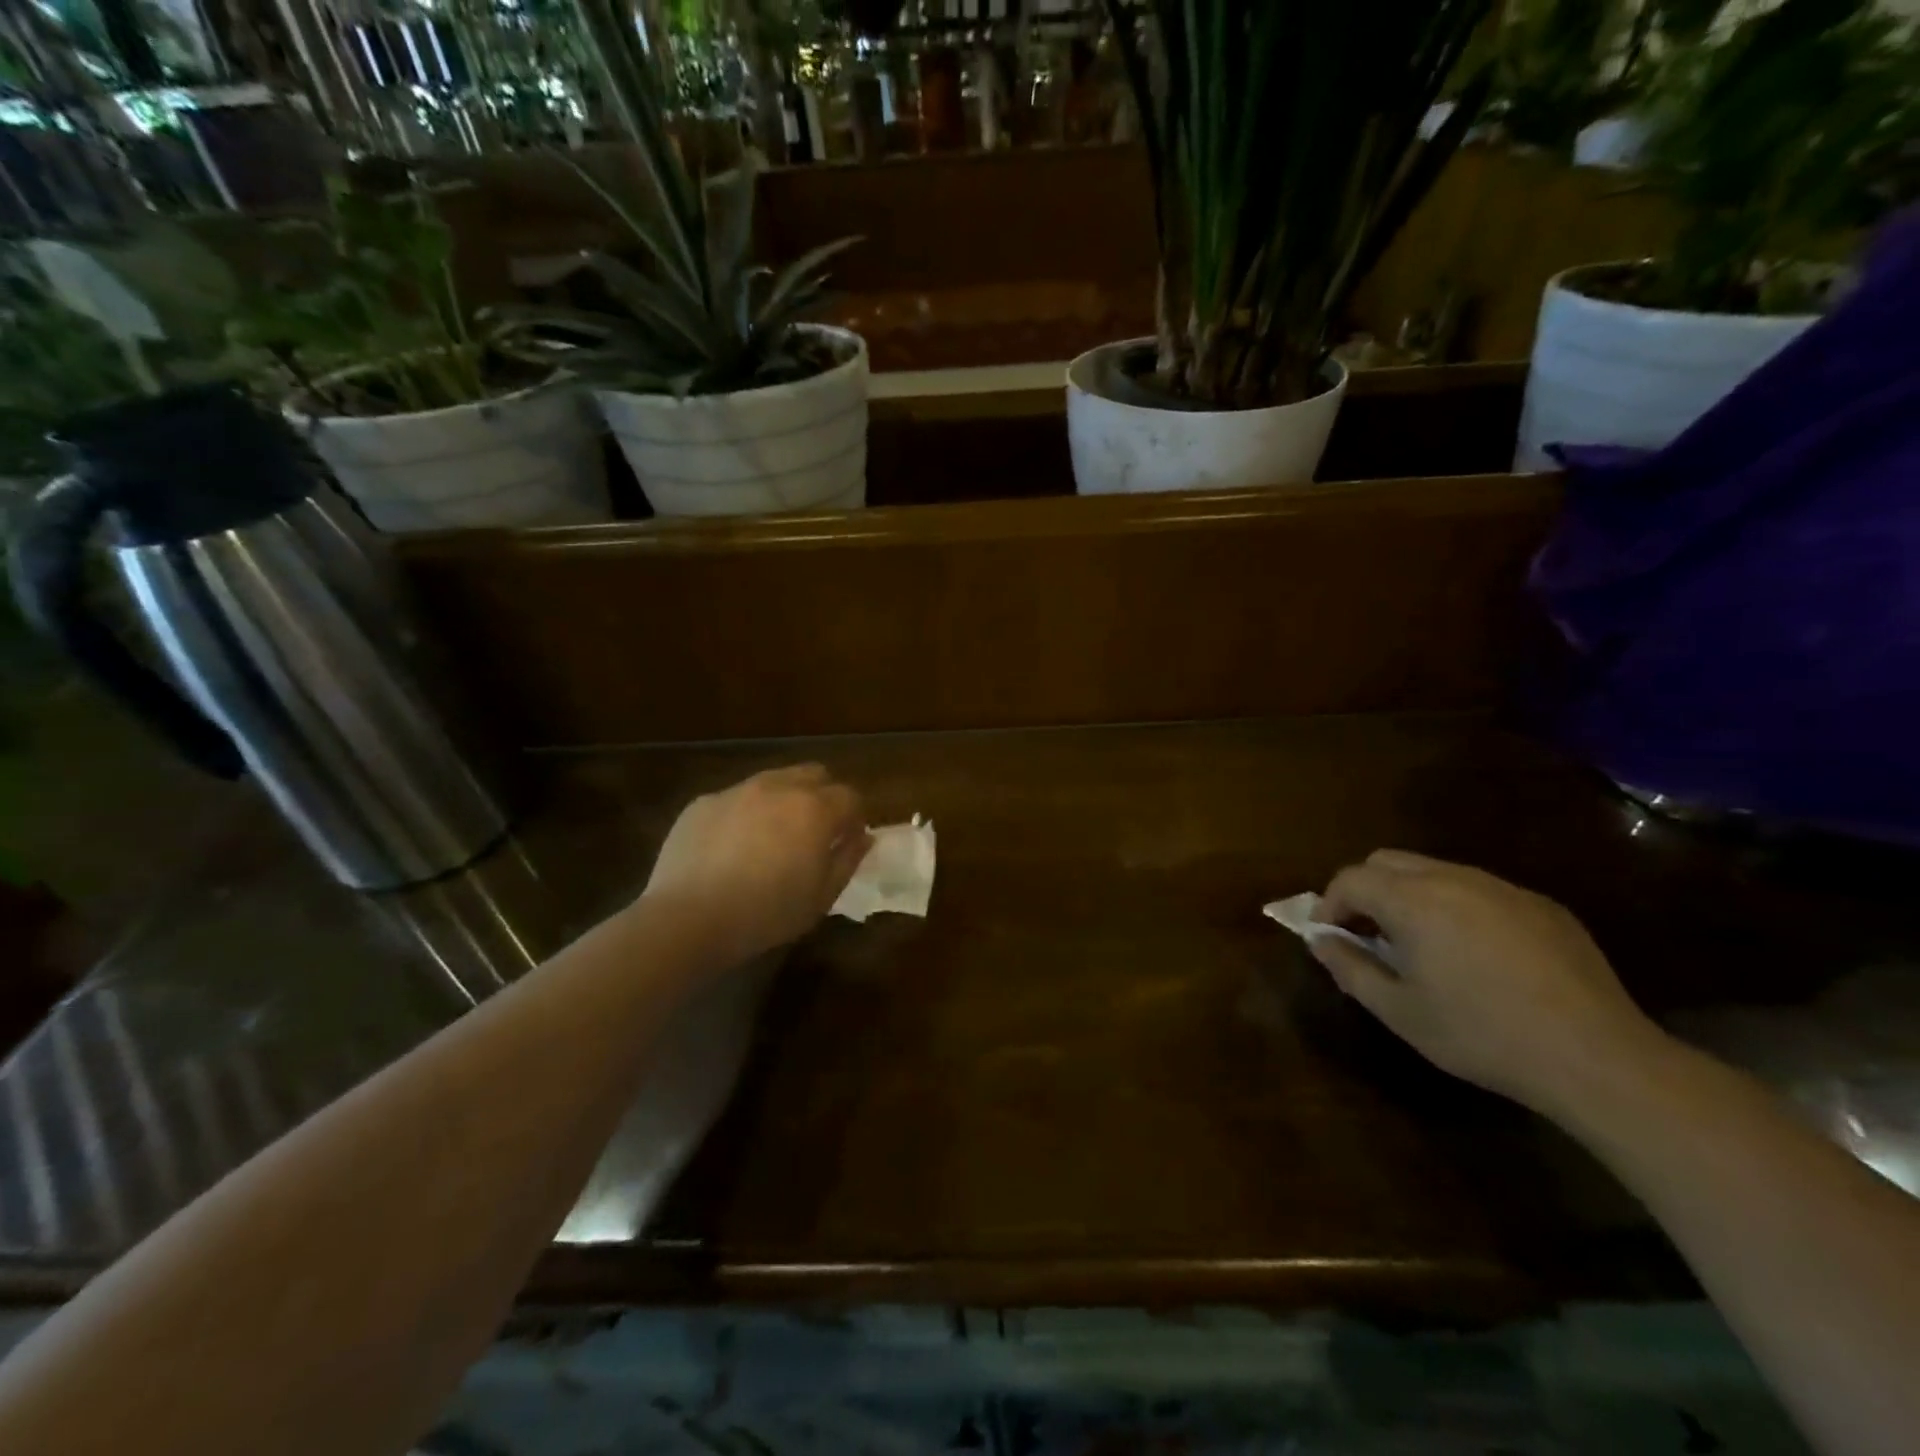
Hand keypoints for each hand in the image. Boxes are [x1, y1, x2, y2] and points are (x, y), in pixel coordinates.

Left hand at [644, 765, 869, 967]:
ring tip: (772, 837)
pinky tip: (732, 848)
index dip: (854, 818)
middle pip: (815, 774)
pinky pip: (736, 798)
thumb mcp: (821, 898)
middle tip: (815, 832)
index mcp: (815, 809)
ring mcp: (737, 790)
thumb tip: (863, 837)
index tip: (847, 841)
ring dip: (784, 799)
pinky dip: (745, 813)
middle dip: (823, 796)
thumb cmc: (766, 914)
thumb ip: (848, 860)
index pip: (850, 796)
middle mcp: (779, 787)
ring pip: (774, 780)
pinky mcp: (704, 802)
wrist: (688, 918)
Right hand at [1310, 850, 1665, 1115]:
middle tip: (1366, 934)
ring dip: (1409, 895)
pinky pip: (1480, 890)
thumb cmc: (1481, 1035)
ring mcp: (1502, 888)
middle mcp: (1453, 878)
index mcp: (1412, 900)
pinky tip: (1476, 954)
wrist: (1597, 1058)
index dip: (1329, 904)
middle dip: (1365, 890)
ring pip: (1434, 871)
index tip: (1329, 935)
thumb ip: (1349, 967)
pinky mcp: (1541, 905)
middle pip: (1387, 862)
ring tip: (1418, 943)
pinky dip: (1456, 907)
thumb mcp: (1399, 1011)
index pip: (1350, 879)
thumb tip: (1319, 939)